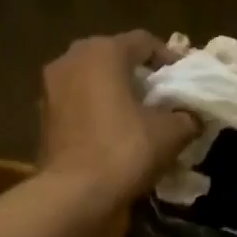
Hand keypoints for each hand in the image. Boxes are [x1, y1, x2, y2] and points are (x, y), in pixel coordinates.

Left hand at [38, 31, 198, 208]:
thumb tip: (193, 118)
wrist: (74, 193)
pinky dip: (96, 110)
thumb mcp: (170, 134)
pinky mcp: (43, 115)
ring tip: (138, 116)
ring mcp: (51, 86)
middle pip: (114, 57)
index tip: (185, 81)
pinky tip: (113, 133)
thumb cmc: (125, 151)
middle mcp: (71, 58)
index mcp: (103, 52)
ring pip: (92, 80)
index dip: (169, 59)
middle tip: (161, 97)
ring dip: (115, 92)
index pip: (144, 42)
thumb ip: (187, 117)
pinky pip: (78, 102)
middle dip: (139, 75)